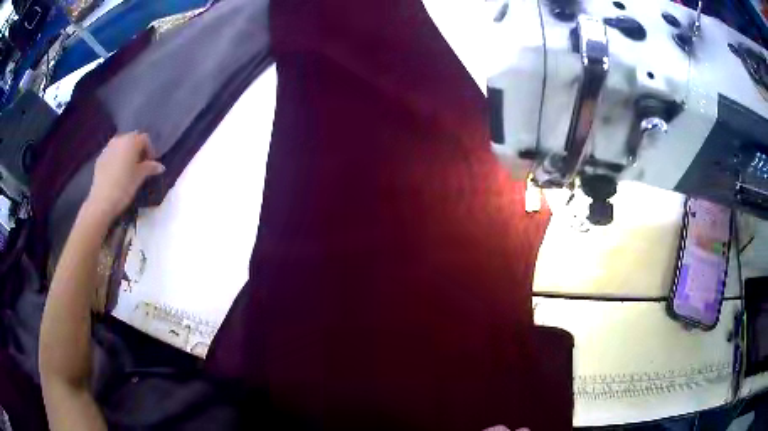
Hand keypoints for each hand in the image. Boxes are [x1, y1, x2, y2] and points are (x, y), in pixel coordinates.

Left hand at [86, 132, 164, 222]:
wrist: (101, 201)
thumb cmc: (124, 187)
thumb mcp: (140, 177)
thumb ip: (150, 168)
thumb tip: (161, 166)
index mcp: (131, 141)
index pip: (145, 139)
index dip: (150, 150)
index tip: (151, 164)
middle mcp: (119, 139)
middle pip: (132, 139)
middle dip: (138, 150)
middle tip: (140, 165)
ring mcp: (108, 147)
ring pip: (121, 145)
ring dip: (126, 153)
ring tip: (128, 168)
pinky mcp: (100, 157)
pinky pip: (112, 153)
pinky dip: (117, 158)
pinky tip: (117, 172)